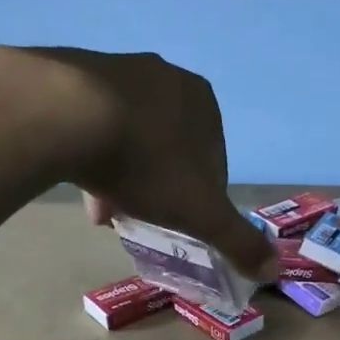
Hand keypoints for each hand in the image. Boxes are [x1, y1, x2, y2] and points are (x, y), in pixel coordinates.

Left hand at [0, 46, 274, 278]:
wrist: (67, 117)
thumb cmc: (146, 164)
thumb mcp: (201, 214)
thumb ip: (238, 241)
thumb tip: (272, 269)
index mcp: (204, 102)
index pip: (213, 160)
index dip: (198, 197)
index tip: (177, 223)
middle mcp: (165, 77)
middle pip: (168, 148)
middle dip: (156, 187)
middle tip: (138, 218)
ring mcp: (117, 69)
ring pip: (128, 137)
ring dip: (122, 175)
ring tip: (103, 211)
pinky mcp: (73, 73)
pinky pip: (91, 122)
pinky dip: (91, 153)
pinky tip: (78, 182)